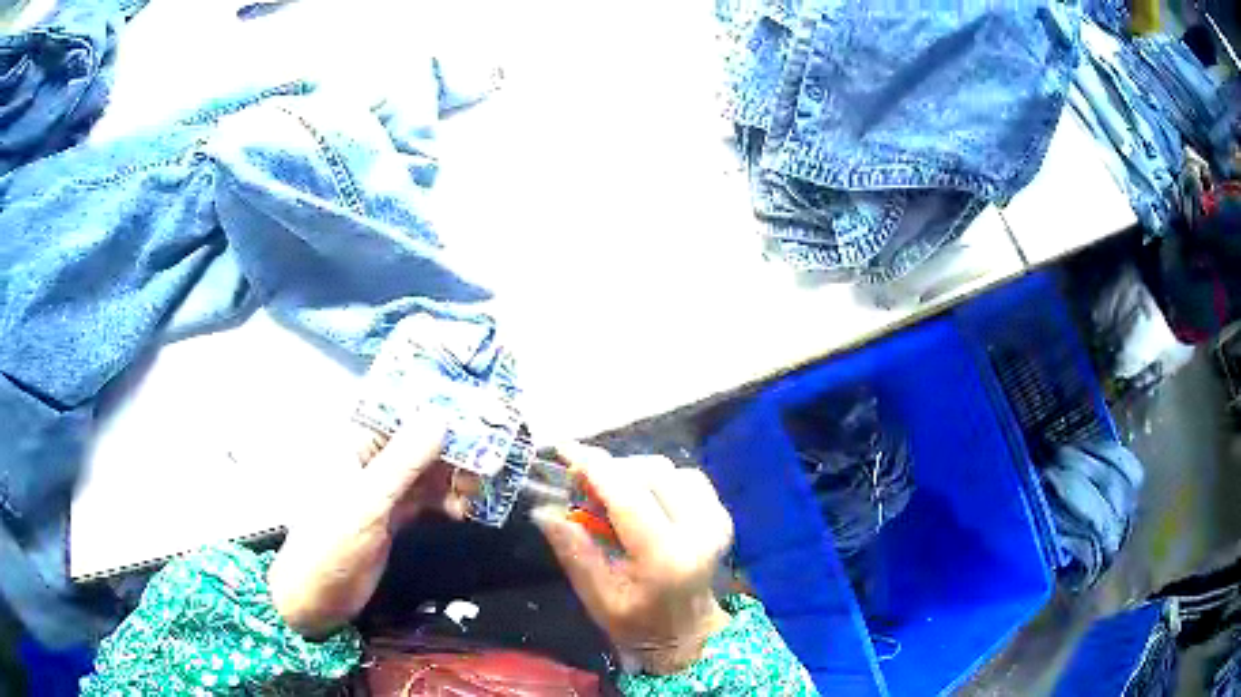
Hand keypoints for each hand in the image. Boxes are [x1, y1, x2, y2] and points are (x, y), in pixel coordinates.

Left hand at [268, 420, 463, 638]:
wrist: (318, 595)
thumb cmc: (332, 542)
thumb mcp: (368, 502)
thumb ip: (403, 461)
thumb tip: (440, 417)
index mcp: (356, 442)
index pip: (400, 410)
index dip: (436, 405)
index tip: (475, 408)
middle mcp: (371, 458)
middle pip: (419, 440)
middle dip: (453, 446)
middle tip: (487, 459)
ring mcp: (383, 488)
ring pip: (427, 470)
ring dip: (453, 477)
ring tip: (476, 490)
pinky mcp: (393, 514)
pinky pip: (427, 498)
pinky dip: (446, 501)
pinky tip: (461, 512)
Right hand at [533, 443, 733, 674]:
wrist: (688, 634)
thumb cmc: (637, 623)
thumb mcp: (596, 597)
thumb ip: (574, 551)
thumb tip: (543, 509)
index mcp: (665, 558)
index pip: (628, 496)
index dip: (594, 466)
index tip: (565, 449)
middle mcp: (699, 531)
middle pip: (650, 472)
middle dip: (611, 470)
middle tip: (582, 485)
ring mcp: (716, 520)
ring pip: (668, 469)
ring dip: (633, 473)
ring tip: (609, 496)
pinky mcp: (721, 514)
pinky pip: (685, 476)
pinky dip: (657, 479)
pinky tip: (641, 499)